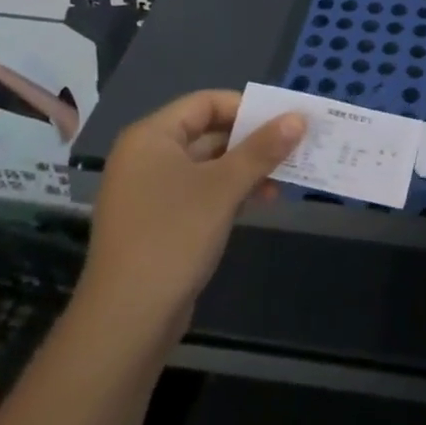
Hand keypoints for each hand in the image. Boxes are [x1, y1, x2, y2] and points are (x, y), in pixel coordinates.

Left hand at [78, 91, 303, 332]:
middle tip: (294, 145)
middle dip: (252, 139)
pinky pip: (200, 192)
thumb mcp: (224, 188)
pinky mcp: (159, 223)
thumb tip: (298, 118)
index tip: (284, 119)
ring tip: (287, 176)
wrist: (126, 321)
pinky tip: (262, 200)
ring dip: (246, 167)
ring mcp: (150, 192)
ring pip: (208, 165)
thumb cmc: (173, 237)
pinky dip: (230, 191)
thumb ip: (262, 149)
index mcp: (151, 137)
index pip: (205, 103)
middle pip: (207, 132)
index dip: (247, 107)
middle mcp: (146, 157)